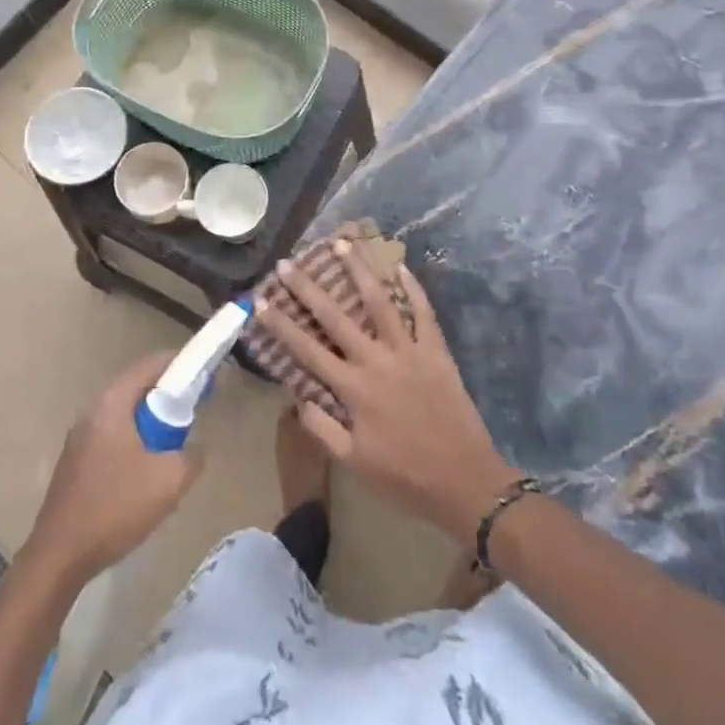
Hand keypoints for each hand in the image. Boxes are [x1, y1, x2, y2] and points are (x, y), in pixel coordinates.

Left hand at [21, 352, 203, 586]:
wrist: (59, 557)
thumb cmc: (115, 508)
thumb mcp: (169, 481)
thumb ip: (192, 456)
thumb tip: (195, 448)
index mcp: (112, 404)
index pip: (150, 365)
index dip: (180, 363)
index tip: (204, 374)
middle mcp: (92, 411)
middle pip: (137, 388)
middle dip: (168, 396)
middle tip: (194, 412)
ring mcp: (79, 437)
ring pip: (125, 414)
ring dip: (151, 423)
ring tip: (174, 446)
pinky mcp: (75, 461)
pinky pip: (113, 435)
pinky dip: (135, 440)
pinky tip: (146, 472)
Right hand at [257, 242, 519, 543]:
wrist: (464, 481)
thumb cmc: (404, 476)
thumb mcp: (353, 462)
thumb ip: (322, 428)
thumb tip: (298, 396)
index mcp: (353, 388)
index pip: (307, 350)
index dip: (280, 324)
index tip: (260, 300)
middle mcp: (377, 360)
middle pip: (336, 316)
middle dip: (308, 288)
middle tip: (288, 263)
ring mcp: (409, 350)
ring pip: (380, 301)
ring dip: (358, 270)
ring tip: (342, 243)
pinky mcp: (436, 351)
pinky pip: (423, 312)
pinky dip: (412, 287)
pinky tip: (400, 265)